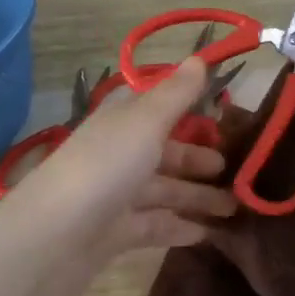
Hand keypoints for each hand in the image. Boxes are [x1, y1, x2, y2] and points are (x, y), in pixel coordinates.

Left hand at [0, 57, 236, 295]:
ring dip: (199, 197)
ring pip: (166, 191)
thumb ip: (176, 94)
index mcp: (123, 122)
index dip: (191, 109)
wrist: (53, 238)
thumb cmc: (105, 168)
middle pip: (167, 153)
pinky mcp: (118, 232)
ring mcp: (118, 195)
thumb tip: (200, 57)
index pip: (159, 107)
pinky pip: (157, 225)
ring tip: (236, 208)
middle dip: (201, 161)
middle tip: (241, 171)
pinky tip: (210, 234)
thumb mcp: (145, 122)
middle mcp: (120, 154)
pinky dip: (181, 227)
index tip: (227, 115)